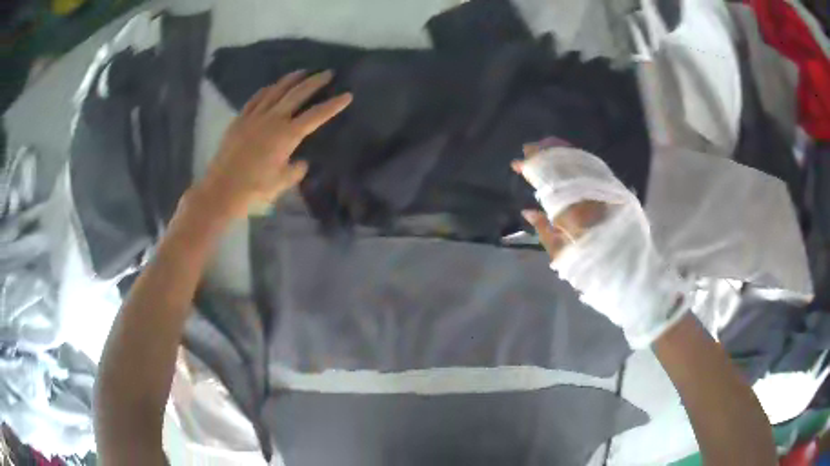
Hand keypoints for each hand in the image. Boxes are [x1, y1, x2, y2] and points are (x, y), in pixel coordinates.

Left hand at [191, 70, 351, 219]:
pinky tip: (272, 86)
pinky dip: (267, 90)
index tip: (347, 95)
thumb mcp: (283, 183)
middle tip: (327, 73)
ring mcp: (254, 117)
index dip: (333, 105)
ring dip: (291, 79)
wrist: (221, 190)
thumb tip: (300, 161)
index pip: (316, 115)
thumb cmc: (254, 189)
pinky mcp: (240, 120)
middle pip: (297, 94)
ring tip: (302, 72)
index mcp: (287, 135)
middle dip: (315, 82)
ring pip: (276, 91)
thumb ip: (296, 170)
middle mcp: (273, 119)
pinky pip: (256, 98)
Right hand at [512, 140, 689, 348]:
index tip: (519, 164)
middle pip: (568, 166)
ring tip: (545, 146)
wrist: (634, 276)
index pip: (552, 183)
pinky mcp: (619, 193)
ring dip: (563, 152)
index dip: (534, 170)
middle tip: (529, 148)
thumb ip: (546, 233)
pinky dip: (580, 160)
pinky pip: (596, 168)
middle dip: (546, 154)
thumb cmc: (596, 273)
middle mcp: (594, 197)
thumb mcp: (565, 259)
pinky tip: (569, 158)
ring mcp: (609, 192)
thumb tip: (529, 211)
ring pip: (583, 163)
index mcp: (578, 216)